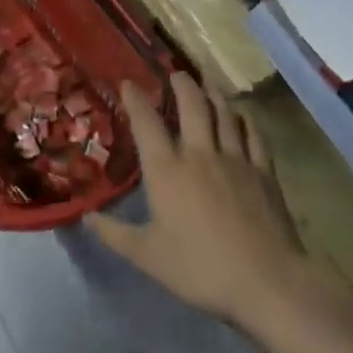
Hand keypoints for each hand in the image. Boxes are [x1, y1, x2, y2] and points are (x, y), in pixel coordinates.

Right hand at [91, 76, 352, 346]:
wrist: (266, 281)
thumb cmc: (199, 268)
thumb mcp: (147, 255)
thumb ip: (115, 234)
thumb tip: (87, 218)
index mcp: (166, 170)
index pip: (146, 124)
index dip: (135, 100)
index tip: (128, 83)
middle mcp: (199, 154)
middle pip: (192, 106)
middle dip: (181, 84)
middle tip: (175, 72)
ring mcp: (235, 160)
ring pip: (224, 114)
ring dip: (214, 94)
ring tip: (207, 82)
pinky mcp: (264, 172)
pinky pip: (253, 135)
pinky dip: (246, 120)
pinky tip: (243, 116)